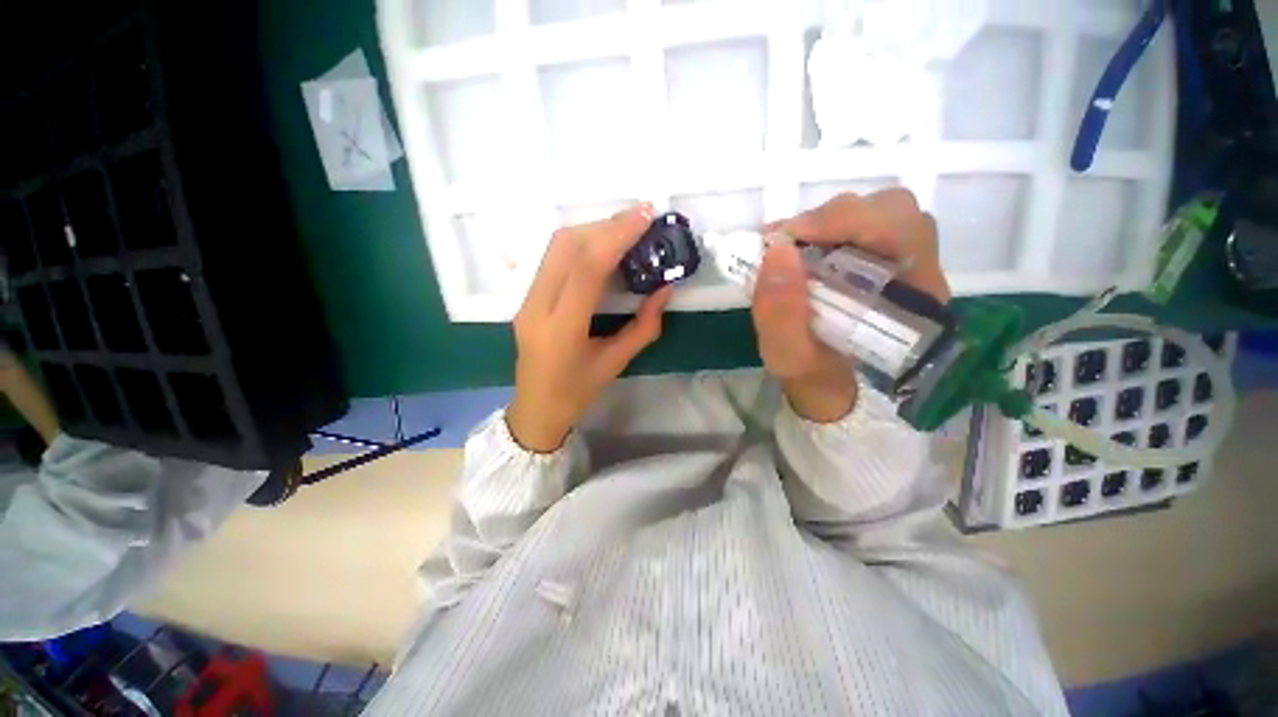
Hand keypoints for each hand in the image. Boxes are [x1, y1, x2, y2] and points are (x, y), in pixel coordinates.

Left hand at [506, 205, 672, 452]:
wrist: (535, 408)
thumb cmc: (577, 393)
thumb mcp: (615, 363)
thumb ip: (644, 326)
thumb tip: (665, 290)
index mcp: (562, 329)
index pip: (586, 269)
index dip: (616, 237)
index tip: (645, 217)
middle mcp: (537, 307)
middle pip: (565, 246)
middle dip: (605, 225)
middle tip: (639, 217)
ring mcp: (526, 300)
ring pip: (556, 247)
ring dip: (592, 230)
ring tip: (625, 228)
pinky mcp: (527, 297)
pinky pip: (553, 258)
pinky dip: (581, 243)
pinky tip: (603, 245)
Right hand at [752, 189, 949, 422]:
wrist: (832, 393)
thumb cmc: (815, 380)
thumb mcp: (789, 358)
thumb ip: (780, 314)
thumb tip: (776, 251)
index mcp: (913, 300)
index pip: (899, 230)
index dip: (841, 221)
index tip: (785, 239)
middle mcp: (919, 274)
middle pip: (892, 212)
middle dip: (831, 219)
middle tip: (785, 243)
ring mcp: (902, 265)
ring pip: (877, 214)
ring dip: (827, 224)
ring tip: (790, 247)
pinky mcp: (881, 265)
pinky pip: (861, 229)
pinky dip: (824, 231)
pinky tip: (800, 251)